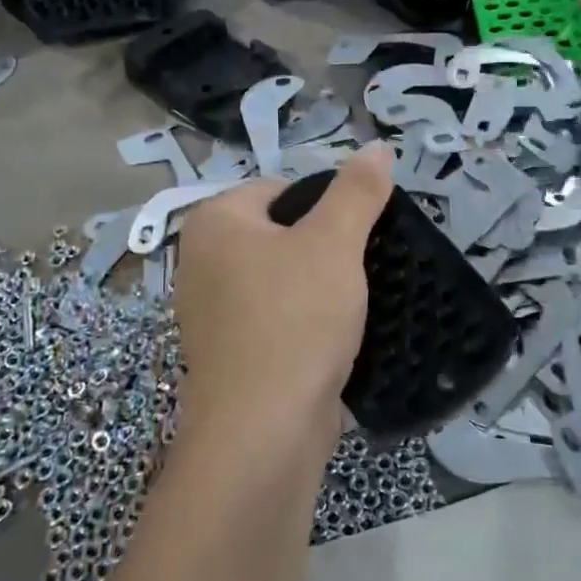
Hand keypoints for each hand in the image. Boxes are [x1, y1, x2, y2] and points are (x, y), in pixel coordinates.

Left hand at [172, 146, 393, 438]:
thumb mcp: (334, 243)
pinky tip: (336, 341)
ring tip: (356, 306)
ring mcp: (212, 315)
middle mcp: (202, 263)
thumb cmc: (295, 320)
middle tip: (362, 271)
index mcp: (215, 223)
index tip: (358, 237)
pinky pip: (278, 322)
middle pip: (282, 236)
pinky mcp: (231, 356)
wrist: (264, 433)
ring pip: (283, 283)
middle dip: (326, 251)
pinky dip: (306, 326)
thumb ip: (358, 192)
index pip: (281, 189)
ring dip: (321, 292)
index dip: (327, 207)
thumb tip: (378, 147)